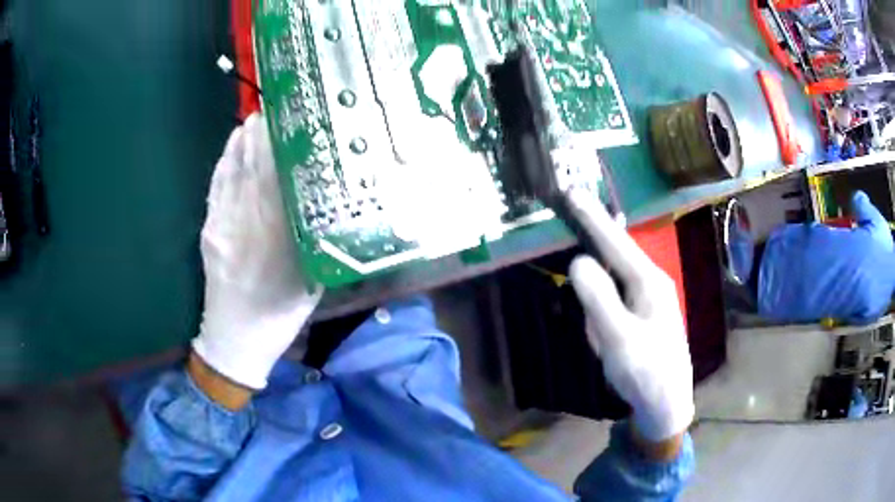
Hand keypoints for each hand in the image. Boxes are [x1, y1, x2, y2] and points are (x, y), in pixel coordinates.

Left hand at [192, 113, 321, 391]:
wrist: (233, 339)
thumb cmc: (278, 314)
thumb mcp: (309, 283)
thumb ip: (314, 241)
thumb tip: (323, 202)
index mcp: (273, 241)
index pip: (276, 182)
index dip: (279, 147)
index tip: (290, 120)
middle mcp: (244, 226)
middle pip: (252, 170)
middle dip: (262, 134)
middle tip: (275, 105)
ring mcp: (221, 226)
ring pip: (231, 174)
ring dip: (242, 142)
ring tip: (255, 116)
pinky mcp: (208, 230)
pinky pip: (215, 188)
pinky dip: (224, 162)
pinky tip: (232, 144)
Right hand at [567, 192, 693, 450]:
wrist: (667, 404)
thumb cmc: (645, 372)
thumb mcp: (618, 339)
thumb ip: (598, 298)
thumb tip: (579, 260)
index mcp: (648, 282)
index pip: (615, 241)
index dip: (591, 216)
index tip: (571, 191)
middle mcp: (651, 282)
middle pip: (617, 252)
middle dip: (596, 235)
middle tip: (572, 220)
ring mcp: (650, 298)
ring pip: (616, 276)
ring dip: (600, 282)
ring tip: (596, 305)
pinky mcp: (644, 314)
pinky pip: (618, 297)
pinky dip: (604, 302)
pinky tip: (604, 325)